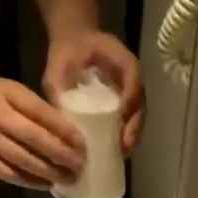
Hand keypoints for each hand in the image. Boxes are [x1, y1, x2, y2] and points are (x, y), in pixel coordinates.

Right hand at [0, 75, 85, 187]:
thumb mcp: (9, 89)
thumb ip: (34, 107)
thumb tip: (66, 129)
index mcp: (9, 95)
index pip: (43, 114)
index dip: (66, 131)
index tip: (84, 144)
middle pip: (37, 140)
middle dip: (63, 156)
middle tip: (81, 166)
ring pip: (26, 161)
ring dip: (51, 173)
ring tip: (69, 179)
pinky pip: (10, 175)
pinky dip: (31, 182)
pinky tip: (46, 185)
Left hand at [45, 31, 145, 153]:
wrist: (74, 43)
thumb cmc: (67, 51)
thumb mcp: (58, 65)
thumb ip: (57, 87)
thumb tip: (57, 119)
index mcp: (122, 60)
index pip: (133, 81)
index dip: (129, 104)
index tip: (121, 125)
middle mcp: (132, 78)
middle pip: (140, 105)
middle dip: (133, 129)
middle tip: (124, 148)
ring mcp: (131, 91)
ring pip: (137, 116)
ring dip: (132, 136)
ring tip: (122, 154)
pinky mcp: (124, 102)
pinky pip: (129, 120)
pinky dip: (125, 135)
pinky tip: (116, 151)